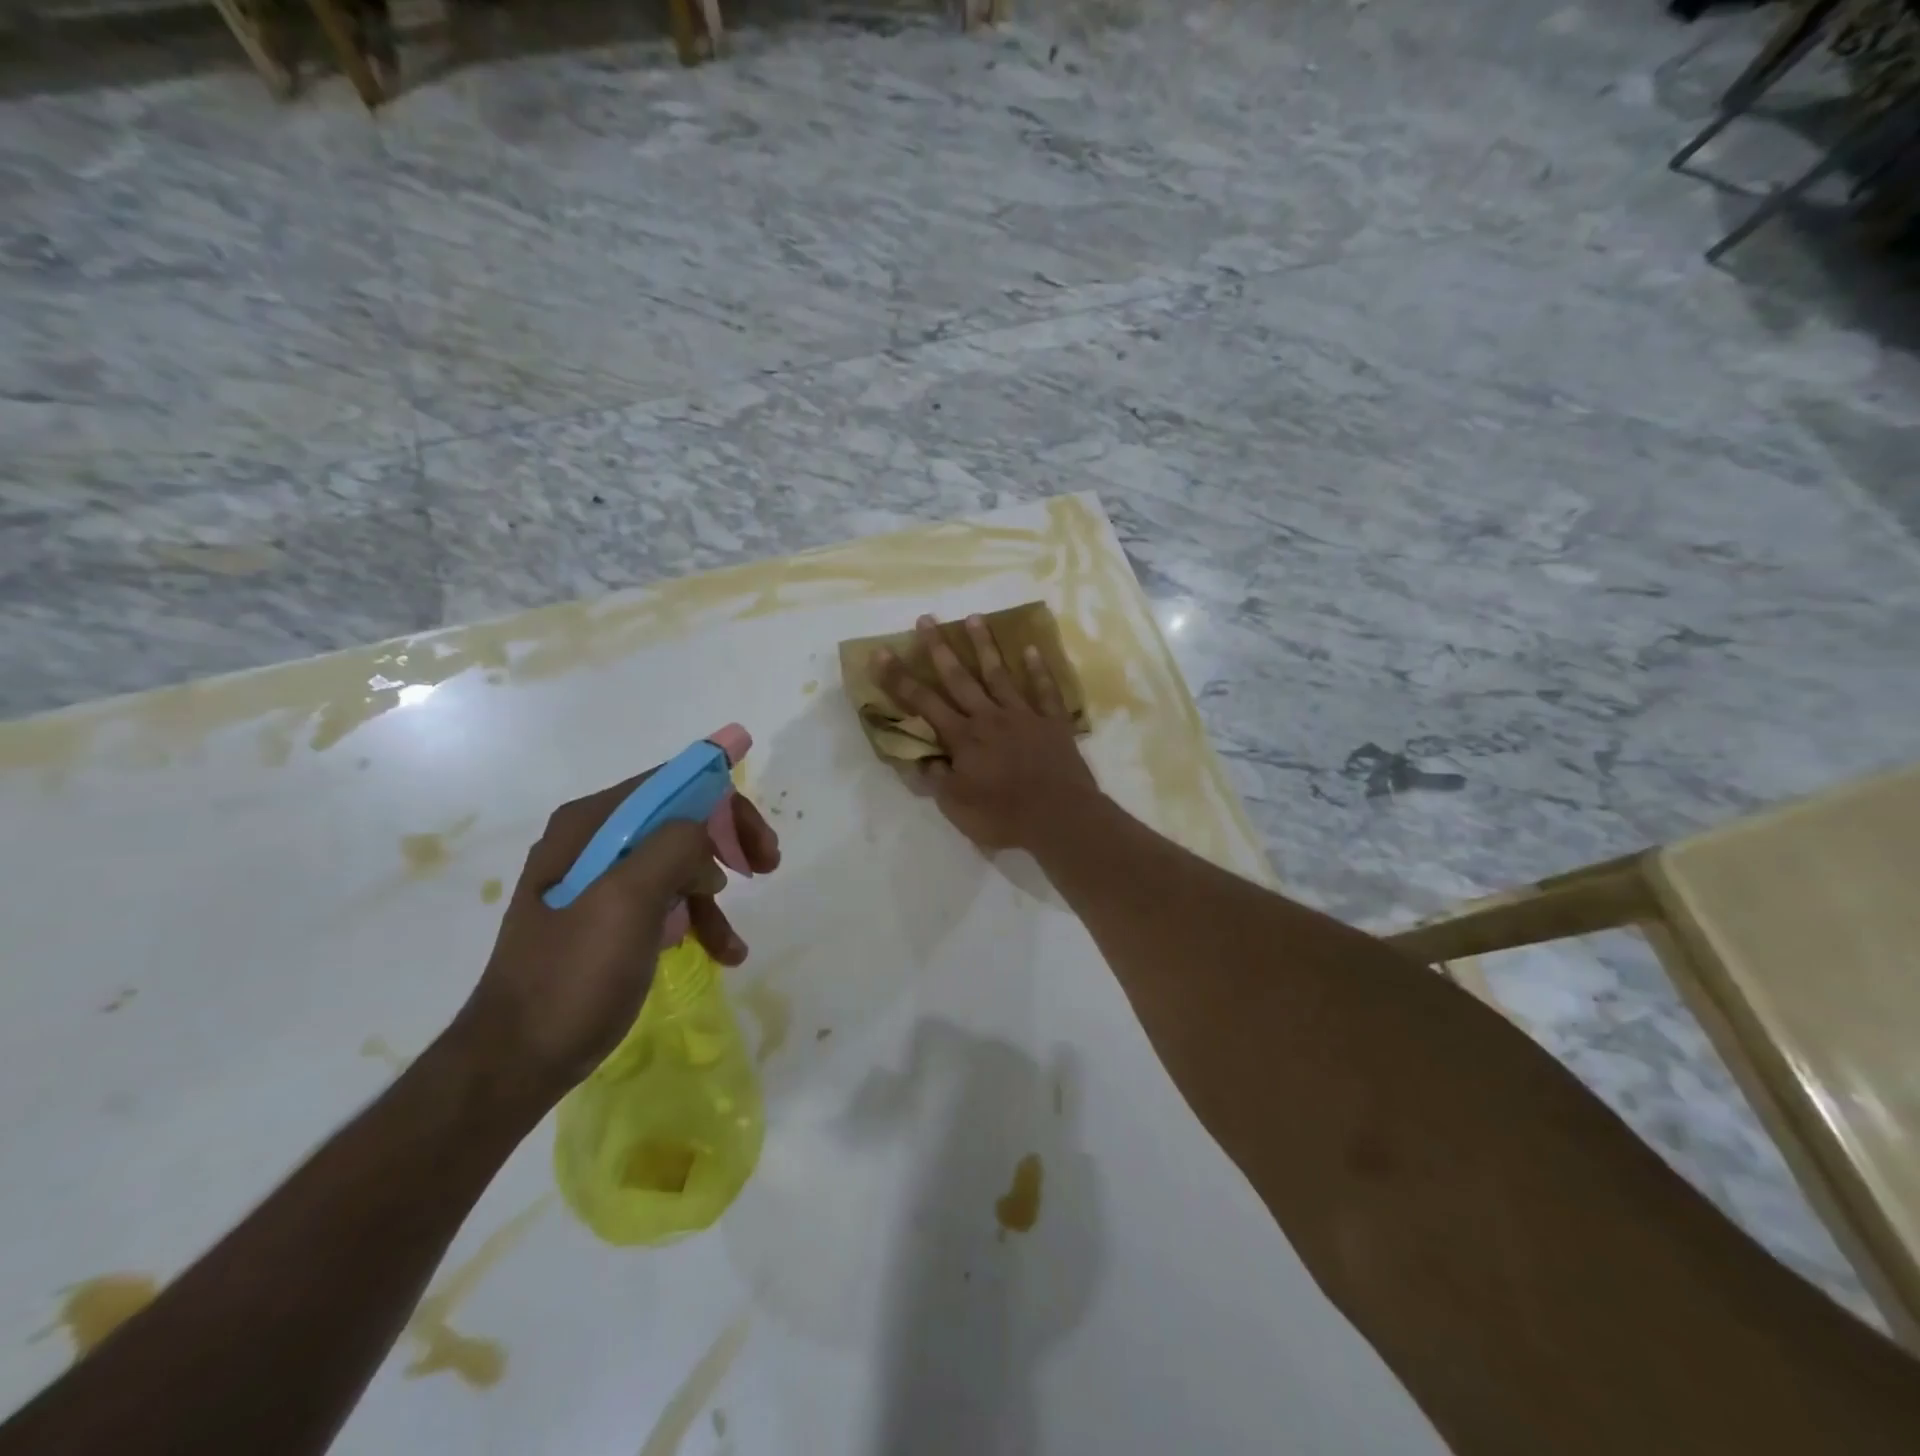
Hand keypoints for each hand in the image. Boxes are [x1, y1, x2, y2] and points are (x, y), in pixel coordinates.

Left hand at [455, 772, 780, 1100]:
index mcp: (592, 824)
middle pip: (680, 821)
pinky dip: (696, 921)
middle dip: (727, 844)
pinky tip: (721, 953)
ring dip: (714, 896)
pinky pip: (665, 901)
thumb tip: (706, 830)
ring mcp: (598, 881)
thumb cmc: (573, 974)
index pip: (674, 785)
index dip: (725, 804)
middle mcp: (594, 841)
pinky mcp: (606, 919)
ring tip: (734, 943)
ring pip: (678, 864)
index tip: (759, 843)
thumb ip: (673, 846)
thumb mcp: (627, 900)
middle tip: (766, 867)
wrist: (517, 1059)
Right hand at [873, 613, 1100, 851]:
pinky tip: (1031, 649)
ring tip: (973, 617)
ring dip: (984, 646)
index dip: (899, 678)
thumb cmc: (1003, 816)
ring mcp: (1023, 716)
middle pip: (959, 677)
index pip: (922, 702)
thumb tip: (919, 758)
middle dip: (938, 648)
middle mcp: (989, 717)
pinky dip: (1038, 670)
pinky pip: (1045, 691)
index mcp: (962, 737)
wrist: (1059, 817)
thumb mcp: (956, 806)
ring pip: (999, 674)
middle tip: (926, 619)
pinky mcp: (1052, 722)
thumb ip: (936, 778)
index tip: (882, 652)